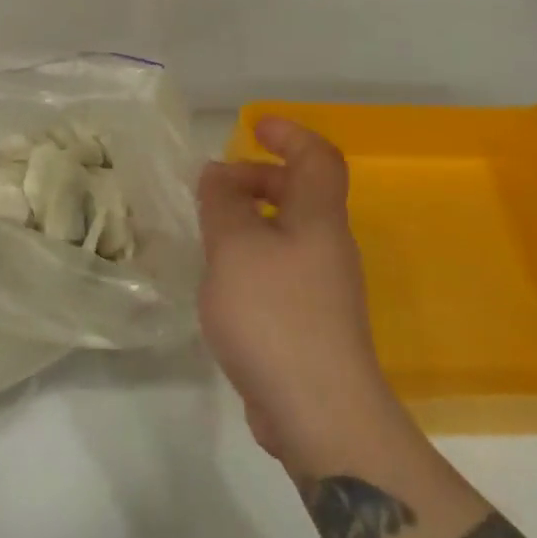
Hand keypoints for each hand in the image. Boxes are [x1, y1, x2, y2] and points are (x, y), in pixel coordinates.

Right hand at [197, 118, 406, 479]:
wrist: (318, 411)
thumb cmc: (274, 315)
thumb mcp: (235, 248)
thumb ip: (223, 204)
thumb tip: (218, 173)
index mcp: (318, 219)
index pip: (318, 158)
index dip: (289, 134)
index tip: (253, 126)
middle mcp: (328, 247)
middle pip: (302, 194)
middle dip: (259, 177)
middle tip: (215, 184)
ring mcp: (322, 288)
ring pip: (288, 234)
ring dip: (251, 220)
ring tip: (208, 230)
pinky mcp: (309, 323)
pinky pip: (280, 269)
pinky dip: (251, 257)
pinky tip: (222, 278)